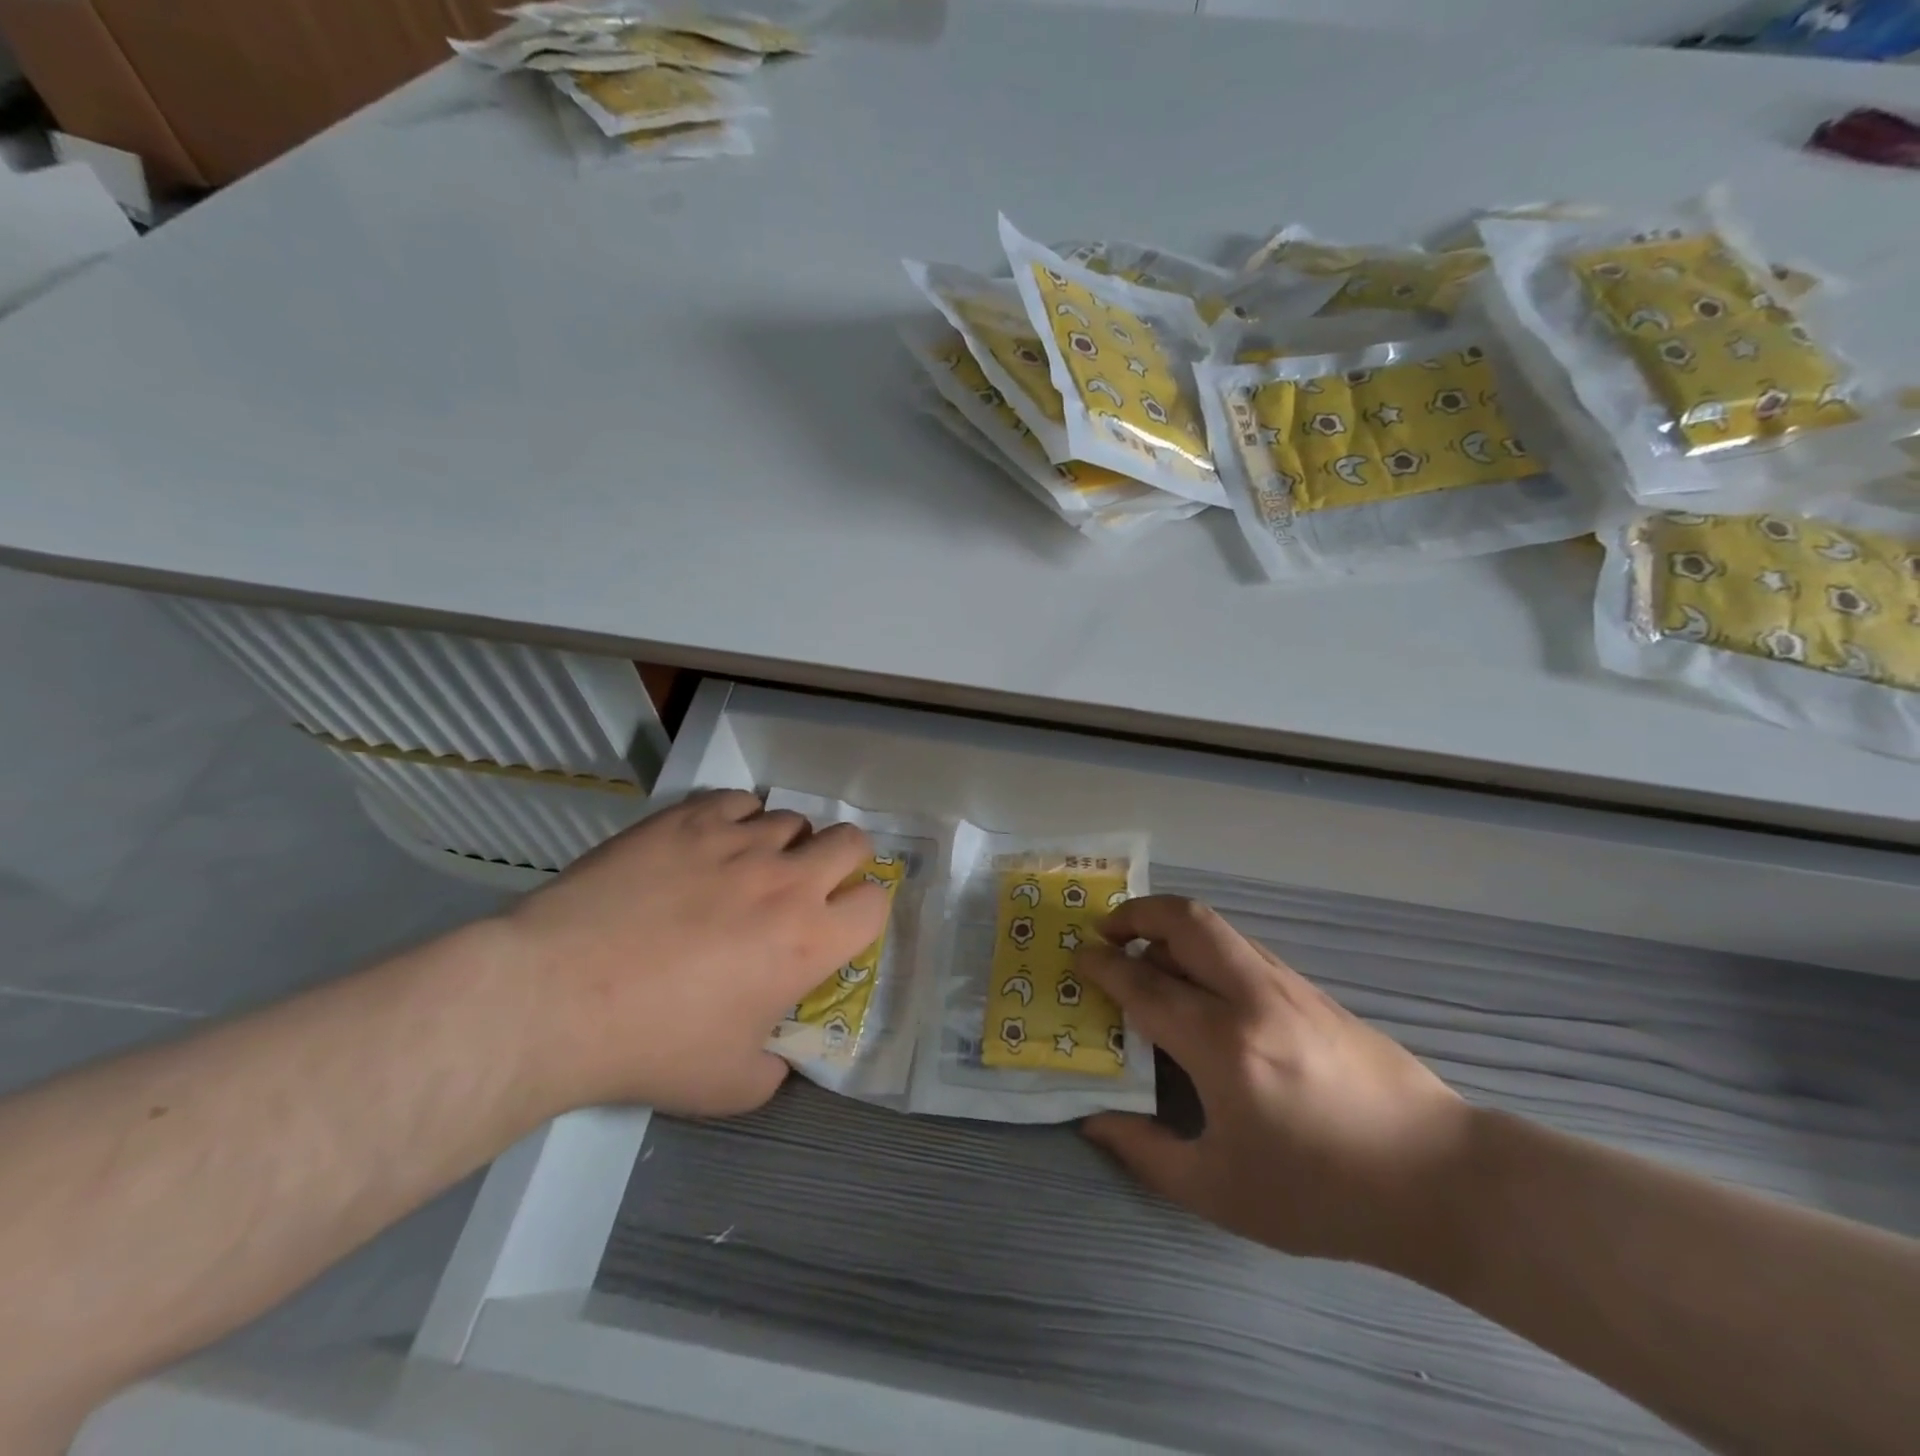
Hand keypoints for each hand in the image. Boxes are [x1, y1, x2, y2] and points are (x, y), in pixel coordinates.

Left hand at [499, 791, 890, 1117]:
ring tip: (748, 867)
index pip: (876, 903)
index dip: (866, 912)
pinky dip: (738, 818)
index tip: (840, 924)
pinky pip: (738, 800)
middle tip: (811, 884)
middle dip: (844, 860)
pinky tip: (711, 844)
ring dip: (784, 843)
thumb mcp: (729, 1085)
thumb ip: (775, 1068)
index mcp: (809, 940)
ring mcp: (738, 842)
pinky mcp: (689, 819)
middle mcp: (787, 880)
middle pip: (852, 841)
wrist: (557, 995)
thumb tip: (780, 1052)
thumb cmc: (651, 1045)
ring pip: (792, 818)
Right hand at [1076, 897, 1470, 1271]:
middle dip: (1135, 914)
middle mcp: (1252, 997)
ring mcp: (1287, 985)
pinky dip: (1205, 948)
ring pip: (1216, 928)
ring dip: (1170, 927)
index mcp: (1222, 1044)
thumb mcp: (1220, 1191)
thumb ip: (1146, 1153)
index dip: (1104, 966)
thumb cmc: (1322, 1193)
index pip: (1144, 983)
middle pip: (1184, 921)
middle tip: (1107, 932)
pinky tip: (1202, 986)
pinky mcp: (1312, 990)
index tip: (1078, 959)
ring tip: (1147, 954)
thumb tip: (1095, 1121)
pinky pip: (1242, 948)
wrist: (1439, 1179)